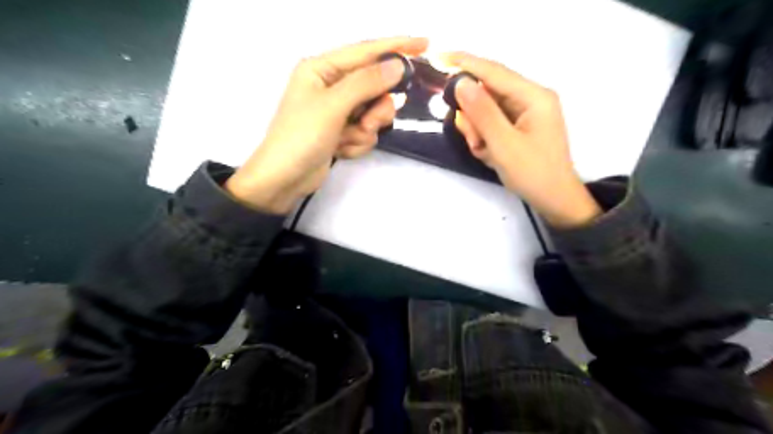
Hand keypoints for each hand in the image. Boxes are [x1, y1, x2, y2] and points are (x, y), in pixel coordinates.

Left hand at [227, 36, 432, 213]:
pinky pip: (366, 132)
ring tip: (346, 140)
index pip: (366, 52)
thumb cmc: (301, 137)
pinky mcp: (342, 132)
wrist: (285, 179)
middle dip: (375, 109)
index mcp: (322, 69)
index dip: (397, 46)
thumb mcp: (332, 106)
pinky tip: (341, 150)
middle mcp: (332, 86)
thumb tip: (397, 65)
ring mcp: (338, 111)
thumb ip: (366, 83)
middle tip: (368, 123)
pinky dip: (357, 143)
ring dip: (365, 130)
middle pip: (375, 87)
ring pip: (373, 113)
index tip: (425, 43)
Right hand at [445, 53, 599, 229]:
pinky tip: (489, 153)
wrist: (554, 200)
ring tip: (483, 151)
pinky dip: (485, 137)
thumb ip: (482, 113)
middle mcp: (530, 99)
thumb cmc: (533, 173)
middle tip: (473, 140)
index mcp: (533, 97)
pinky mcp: (519, 127)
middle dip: (474, 116)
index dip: (467, 64)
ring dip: (478, 130)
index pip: (494, 72)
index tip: (440, 57)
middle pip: (488, 93)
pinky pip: (492, 123)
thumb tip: (461, 83)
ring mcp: (525, 113)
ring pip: (487, 110)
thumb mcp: (503, 144)